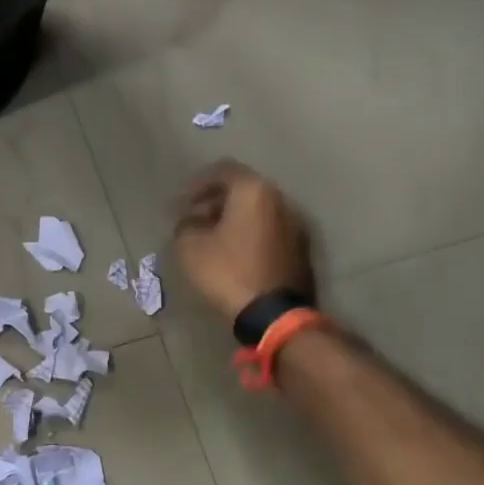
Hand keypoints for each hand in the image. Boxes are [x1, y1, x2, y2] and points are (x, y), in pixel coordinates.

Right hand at [174, 160, 315, 323]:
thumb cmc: (229, 272)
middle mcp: (280, 199)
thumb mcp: (191, 248)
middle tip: (195, 220)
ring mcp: (295, 224)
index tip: (182, 204)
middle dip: (216, 201)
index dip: (198, 184)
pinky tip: (235, 253)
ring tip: (212, 238)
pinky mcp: (300, 248)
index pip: (223, 170)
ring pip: (258, 210)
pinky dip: (250, 233)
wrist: (273, 314)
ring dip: (234, 218)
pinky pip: (269, 229)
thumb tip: (190, 221)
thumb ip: (186, 225)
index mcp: (253, 191)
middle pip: (243, 189)